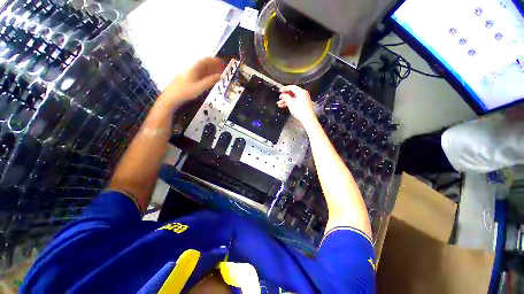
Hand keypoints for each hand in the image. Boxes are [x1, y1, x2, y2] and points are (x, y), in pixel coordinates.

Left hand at [160, 57, 224, 106]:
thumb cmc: (186, 92)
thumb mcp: (200, 87)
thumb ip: (211, 81)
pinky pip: (200, 75)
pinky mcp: (189, 80)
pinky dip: (207, 75)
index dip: (213, 61)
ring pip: (202, 70)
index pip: (205, 61)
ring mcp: (190, 74)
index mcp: (194, 68)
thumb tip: (220, 76)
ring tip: (218, 73)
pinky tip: (210, 79)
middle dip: (213, 66)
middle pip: (204, 65)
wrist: (172, 97)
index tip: (221, 61)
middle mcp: (191, 69)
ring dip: (211, 71)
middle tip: (222, 68)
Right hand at [277, 85, 315, 124]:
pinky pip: (296, 101)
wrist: (307, 118)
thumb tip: (284, 95)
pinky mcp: (304, 104)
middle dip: (285, 96)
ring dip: (286, 100)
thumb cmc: (300, 111)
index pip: (292, 87)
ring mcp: (304, 99)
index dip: (285, 88)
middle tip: (280, 98)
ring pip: (293, 98)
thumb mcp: (291, 104)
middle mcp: (303, 94)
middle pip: (292, 93)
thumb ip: (286, 98)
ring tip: (280, 104)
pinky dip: (290, 103)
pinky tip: (284, 106)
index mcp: (301, 92)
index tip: (280, 91)